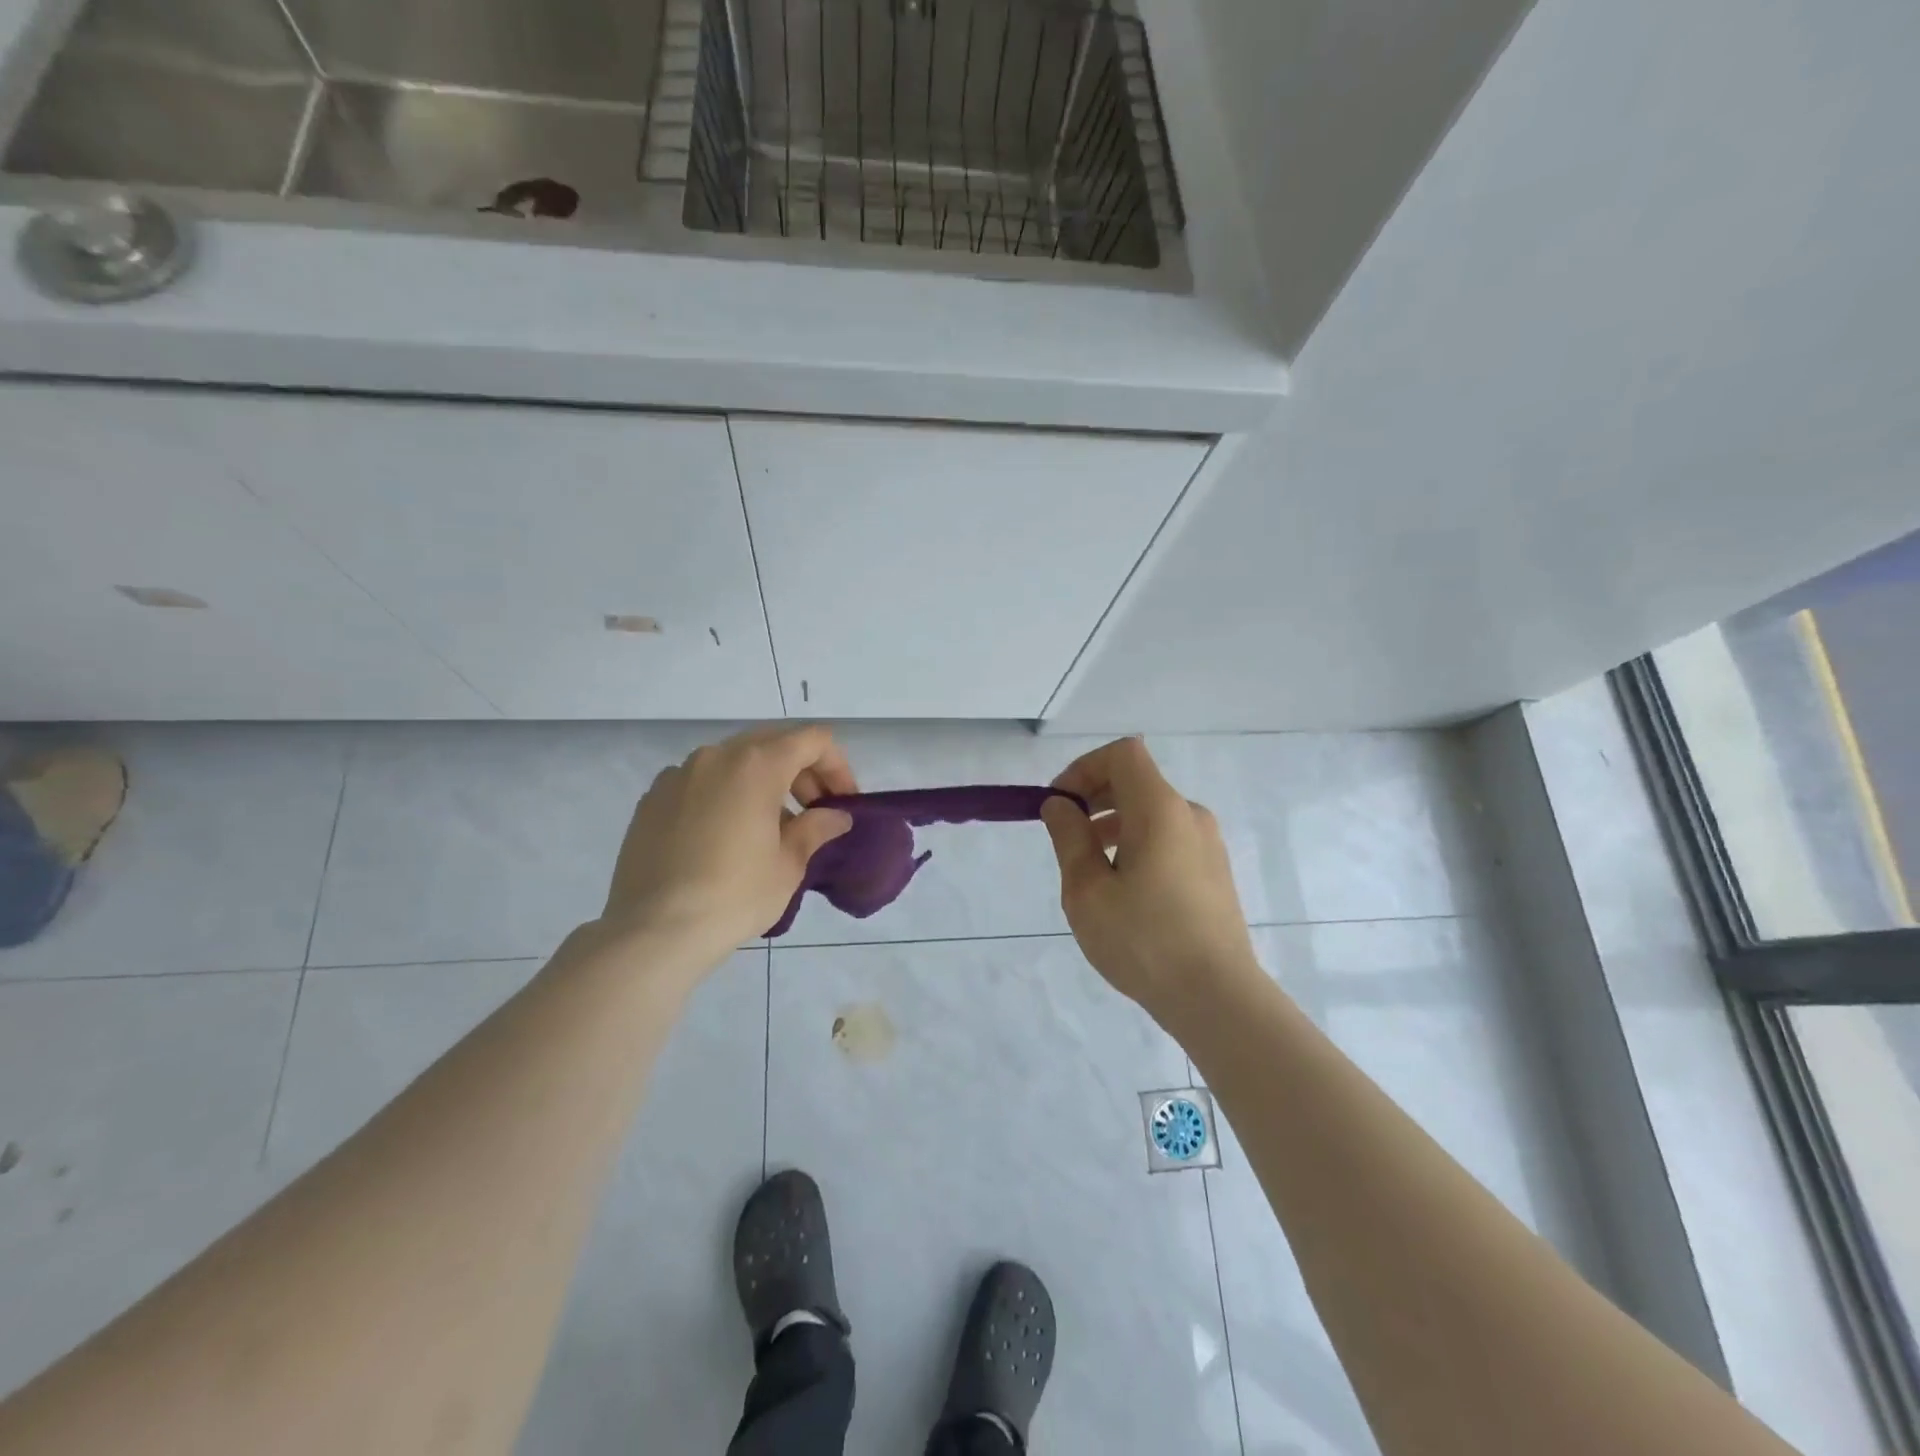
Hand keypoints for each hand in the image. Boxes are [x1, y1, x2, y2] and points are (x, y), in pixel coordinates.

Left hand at [602, 725, 856, 961]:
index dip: (837, 766)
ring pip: (735, 761)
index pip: (812, 740)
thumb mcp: (788, 865)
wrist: (654, 931)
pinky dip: (726, 795)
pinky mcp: (653, 798)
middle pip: (773, 743)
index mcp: (756, 764)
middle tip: (814, 810)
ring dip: (763, 782)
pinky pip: (702, 782)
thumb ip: (816, 829)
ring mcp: (679, 774)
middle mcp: (716, 756)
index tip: (842, 802)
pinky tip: (726, 836)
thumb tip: (835, 816)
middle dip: (801, 771)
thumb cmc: (734, 895)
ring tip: (771, 827)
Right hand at [1041, 738, 1259, 1023]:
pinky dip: (1137, 844)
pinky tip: (1123, 890)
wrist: (1217, 998)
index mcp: (1160, 809)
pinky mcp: (1214, 871)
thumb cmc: (1144, 941)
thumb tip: (1060, 805)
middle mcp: (1189, 815)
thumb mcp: (1087, 890)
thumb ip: (1069, 838)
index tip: (1059, 805)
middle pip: (1136, 781)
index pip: (1123, 754)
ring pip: (1151, 812)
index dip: (1084, 768)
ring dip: (1113, 823)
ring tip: (1089, 869)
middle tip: (1065, 836)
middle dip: (1094, 797)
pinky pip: (1168, 838)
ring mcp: (1207, 844)